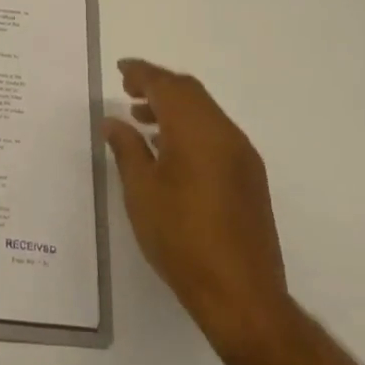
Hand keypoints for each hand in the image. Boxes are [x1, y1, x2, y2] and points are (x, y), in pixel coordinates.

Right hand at [104, 58, 294, 357]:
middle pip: (190, 92)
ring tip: (142, 122)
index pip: (166, 86)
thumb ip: (127, 149)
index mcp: (196, 130)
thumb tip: (114, 121)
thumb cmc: (182, 239)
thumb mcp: (141, 192)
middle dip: (158, 86)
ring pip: (205, 112)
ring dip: (174, 108)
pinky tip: (170, 152)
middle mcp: (225, 133)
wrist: (242, 295)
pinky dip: (191, 128)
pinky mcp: (250, 177)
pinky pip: (217, 133)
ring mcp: (242, 155)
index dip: (142, 73)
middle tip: (128, 91)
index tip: (121, 69)